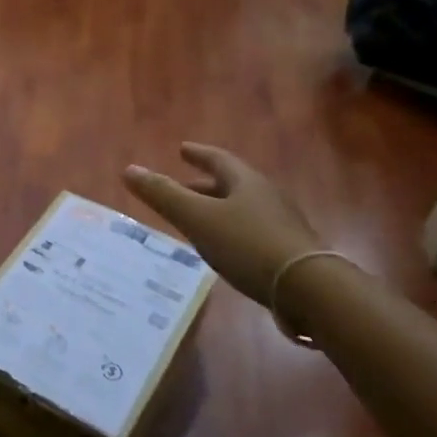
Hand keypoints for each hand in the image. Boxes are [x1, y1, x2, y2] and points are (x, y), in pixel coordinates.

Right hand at [123, 144, 321, 303]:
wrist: (307, 288)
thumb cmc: (247, 245)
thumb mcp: (197, 219)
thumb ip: (163, 196)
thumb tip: (129, 169)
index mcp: (246, 182)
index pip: (218, 160)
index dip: (198, 153)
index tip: (182, 148)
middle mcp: (267, 196)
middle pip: (232, 184)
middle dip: (205, 184)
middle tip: (183, 186)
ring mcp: (281, 224)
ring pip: (243, 209)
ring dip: (219, 209)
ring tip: (199, 220)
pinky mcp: (288, 251)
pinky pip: (253, 232)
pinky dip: (232, 232)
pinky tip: (224, 249)